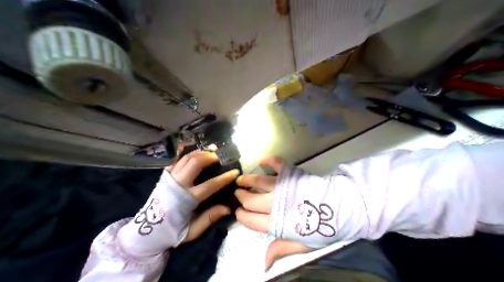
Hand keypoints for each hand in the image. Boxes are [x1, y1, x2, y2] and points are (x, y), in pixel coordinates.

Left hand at [167, 150, 239, 242]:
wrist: (145, 233)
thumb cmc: (172, 232)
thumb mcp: (192, 230)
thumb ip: (209, 218)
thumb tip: (227, 207)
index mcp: (186, 199)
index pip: (210, 185)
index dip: (225, 178)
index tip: (235, 172)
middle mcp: (178, 185)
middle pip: (195, 163)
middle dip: (210, 157)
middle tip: (219, 156)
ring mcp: (170, 178)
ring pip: (186, 158)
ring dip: (200, 152)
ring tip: (210, 151)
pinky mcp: (164, 176)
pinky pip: (174, 159)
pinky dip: (182, 152)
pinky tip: (190, 148)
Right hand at [233, 158, 313, 269]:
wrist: (339, 207)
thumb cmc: (320, 227)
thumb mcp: (303, 245)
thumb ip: (281, 249)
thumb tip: (263, 263)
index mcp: (278, 222)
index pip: (252, 220)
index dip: (242, 216)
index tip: (237, 212)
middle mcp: (276, 203)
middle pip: (252, 200)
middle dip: (242, 196)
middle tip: (237, 193)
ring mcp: (282, 186)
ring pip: (259, 182)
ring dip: (247, 180)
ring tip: (240, 179)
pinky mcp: (290, 173)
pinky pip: (278, 164)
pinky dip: (270, 161)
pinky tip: (263, 161)